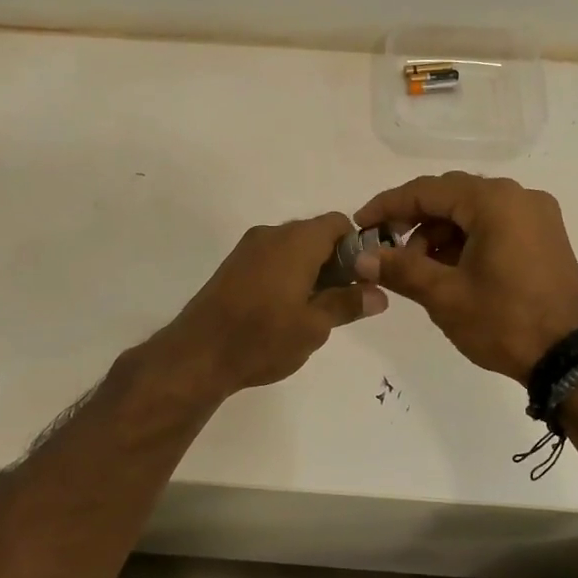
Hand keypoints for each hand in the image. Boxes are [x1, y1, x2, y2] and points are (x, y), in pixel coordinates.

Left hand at [155, 213, 386, 397]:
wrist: (198, 353)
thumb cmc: (263, 337)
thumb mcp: (314, 326)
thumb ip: (348, 304)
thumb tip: (379, 294)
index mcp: (297, 241)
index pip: (339, 224)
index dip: (357, 248)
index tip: (362, 280)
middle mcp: (272, 235)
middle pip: (315, 234)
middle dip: (335, 262)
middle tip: (342, 301)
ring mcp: (248, 249)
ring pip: (292, 248)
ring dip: (310, 270)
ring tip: (314, 311)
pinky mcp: (233, 266)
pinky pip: (271, 259)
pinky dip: (287, 275)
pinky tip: (285, 310)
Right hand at [353, 173, 577, 380]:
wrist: (571, 358)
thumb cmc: (504, 321)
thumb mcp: (444, 296)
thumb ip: (400, 268)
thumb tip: (360, 257)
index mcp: (494, 202)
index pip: (427, 190)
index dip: (388, 206)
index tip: (359, 225)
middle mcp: (518, 197)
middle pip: (451, 196)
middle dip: (413, 219)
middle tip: (384, 247)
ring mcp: (537, 216)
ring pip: (472, 211)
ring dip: (439, 232)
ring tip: (417, 268)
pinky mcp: (545, 237)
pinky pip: (494, 225)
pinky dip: (465, 240)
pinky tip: (448, 269)